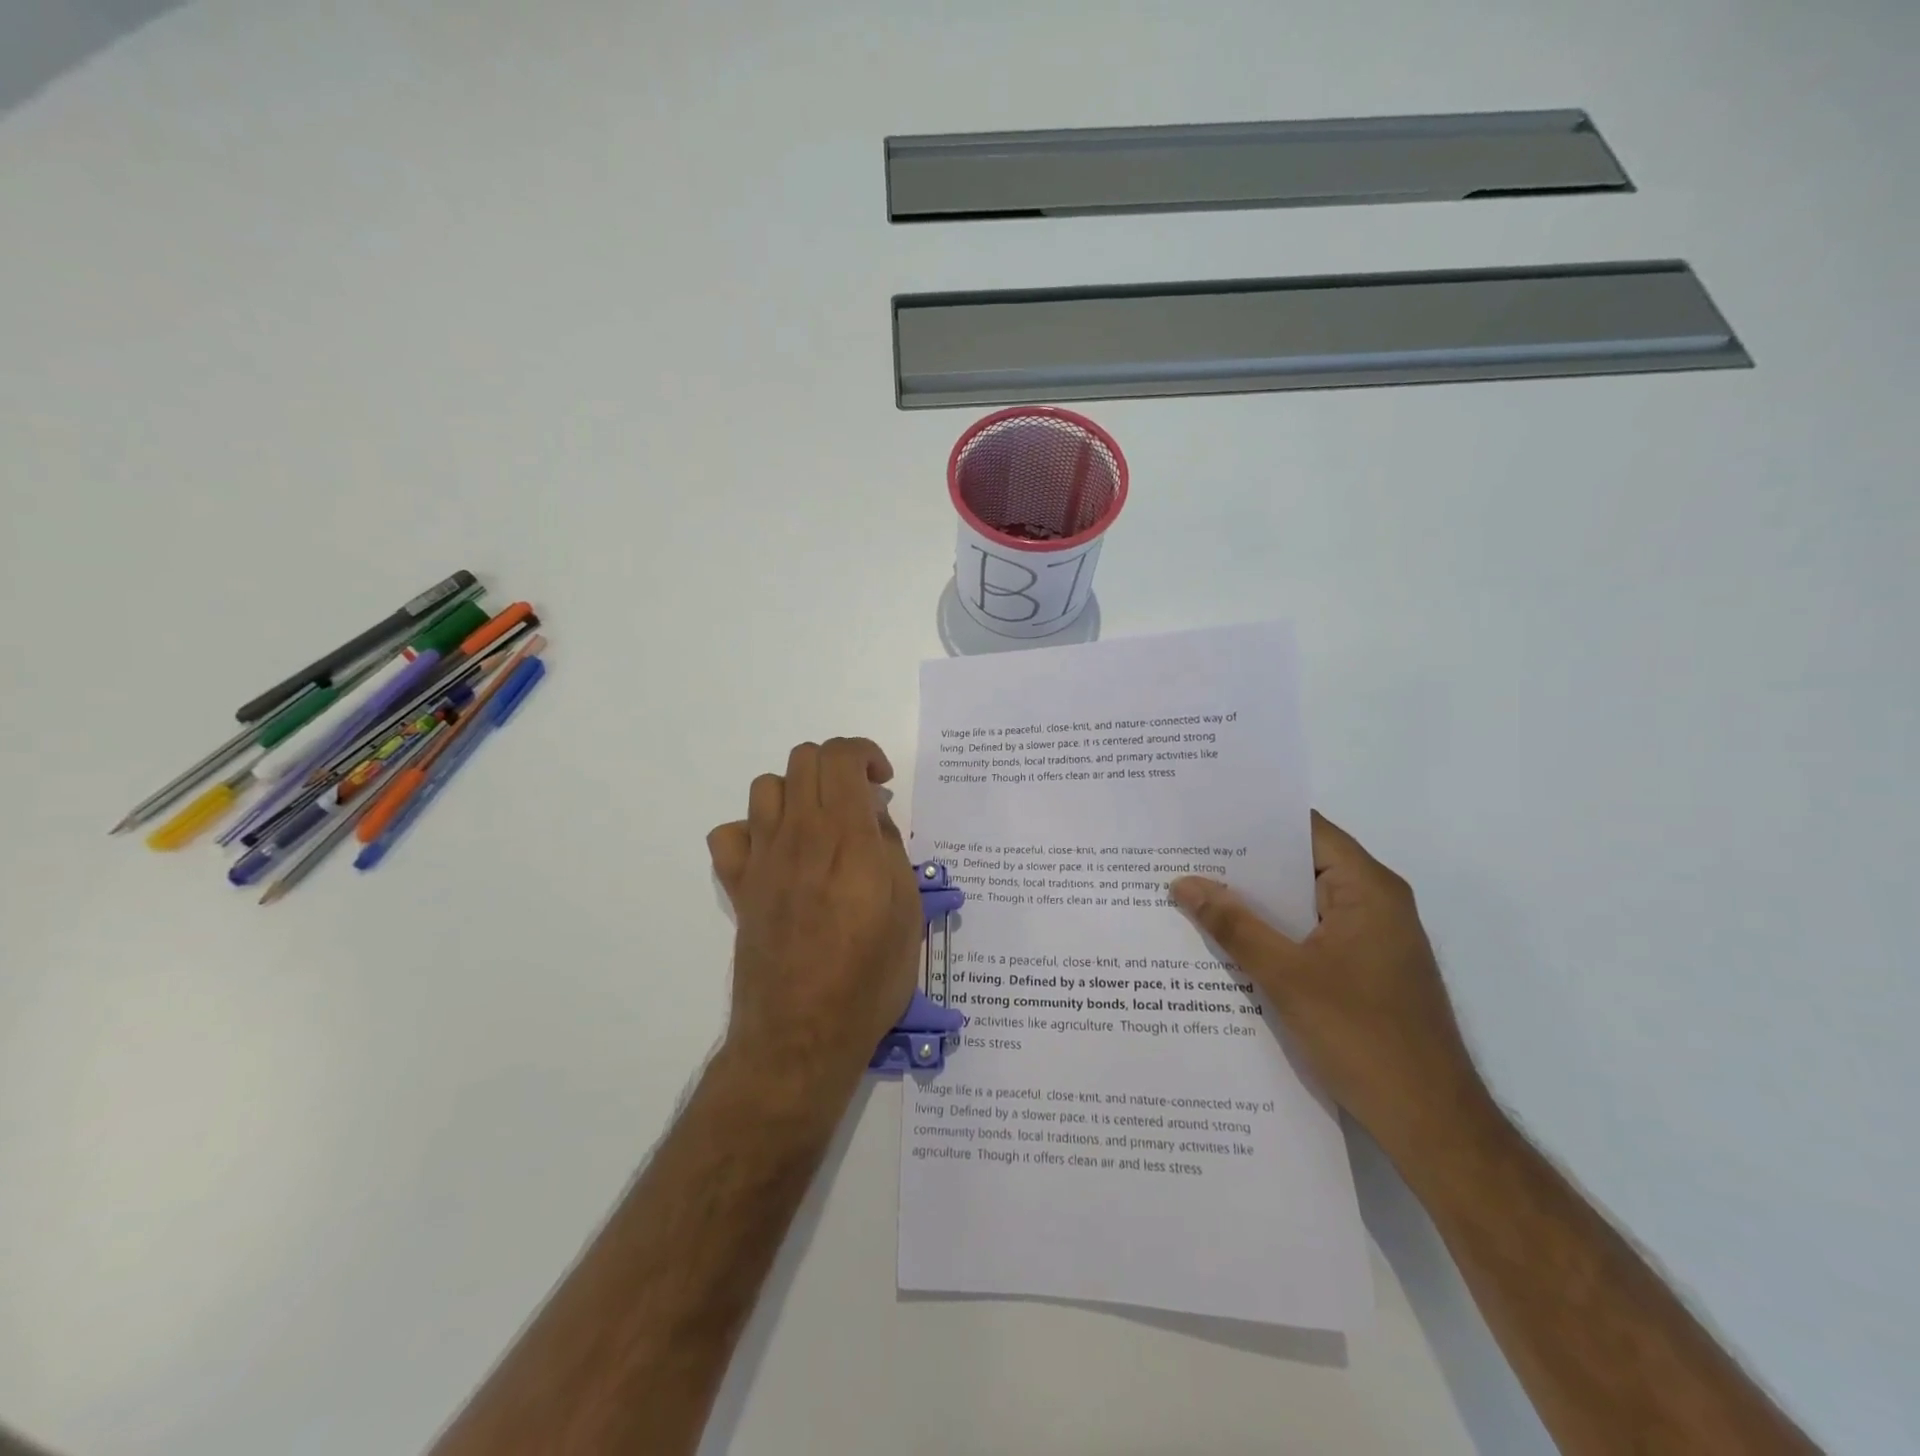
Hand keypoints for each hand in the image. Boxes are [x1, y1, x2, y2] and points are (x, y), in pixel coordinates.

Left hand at [706, 738, 923, 1102]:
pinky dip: (753, 830)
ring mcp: (763, 858)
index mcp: (846, 836)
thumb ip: (890, 850)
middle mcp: (799, 834)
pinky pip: (730, 834)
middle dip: (836, 765)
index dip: (865, 753)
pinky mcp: (739, 886)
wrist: (803, 1033)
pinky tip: (777, 854)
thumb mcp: (907, 910)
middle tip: (859, 802)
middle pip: (804, 759)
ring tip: (821, 824)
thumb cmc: (869, 976)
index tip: (882, 782)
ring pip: (766, 786)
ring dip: (797, 791)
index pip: (841, 756)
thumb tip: (873, 817)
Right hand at [1170, 812, 1489, 1162]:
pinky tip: (1229, 942)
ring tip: (1193, 893)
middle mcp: (1375, 903)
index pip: (1306, 830)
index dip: (1255, 820)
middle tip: (1184, 856)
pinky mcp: (1365, 970)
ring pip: (1302, 904)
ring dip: (1256, 903)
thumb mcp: (1287, 977)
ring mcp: (1371, 939)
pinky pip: (1310, 934)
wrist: (1432, 1124)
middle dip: (1244, 864)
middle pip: (1302, 865)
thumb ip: (1234, 925)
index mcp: (1368, 889)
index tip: (1203, 818)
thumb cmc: (1364, 1038)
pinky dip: (1274, 933)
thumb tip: (1183, 883)